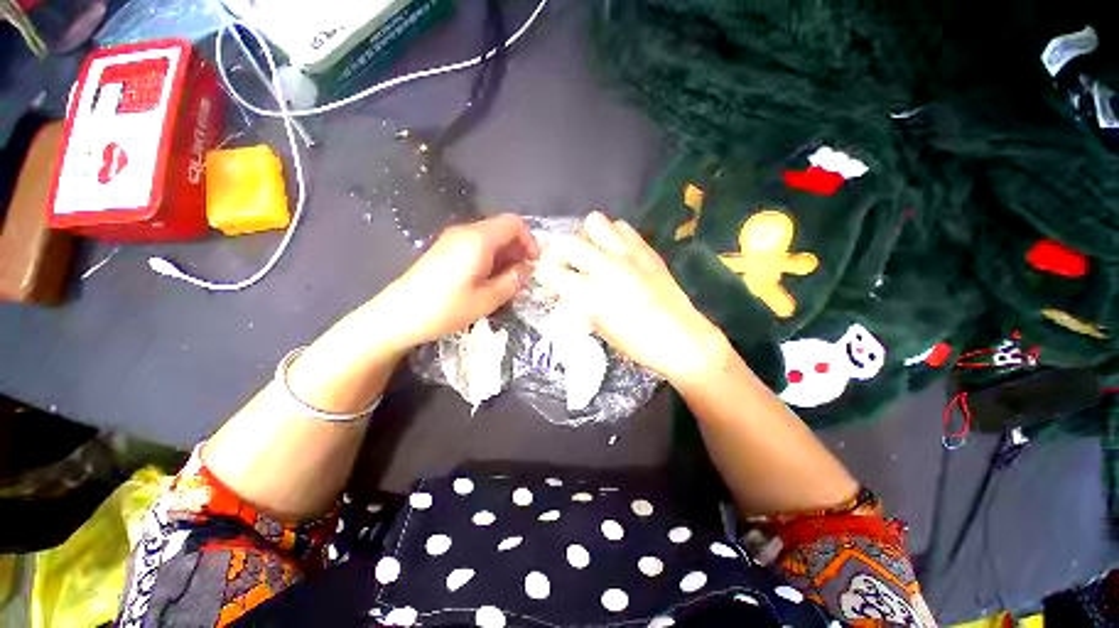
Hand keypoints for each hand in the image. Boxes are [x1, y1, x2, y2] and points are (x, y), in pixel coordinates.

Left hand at [377, 214, 539, 349]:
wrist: (398, 315)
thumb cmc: (446, 308)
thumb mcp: (488, 299)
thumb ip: (513, 280)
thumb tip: (527, 268)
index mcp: (479, 239)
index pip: (514, 223)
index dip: (530, 240)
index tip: (534, 263)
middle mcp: (466, 232)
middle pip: (502, 228)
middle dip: (518, 249)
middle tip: (523, 275)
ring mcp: (452, 239)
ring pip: (490, 237)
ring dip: (505, 255)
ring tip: (508, 281)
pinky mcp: (445, 249)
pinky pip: (476, 245)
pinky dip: (490, 257)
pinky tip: (488, 279)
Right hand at [537, 211, 727, 383]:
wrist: (681, 338)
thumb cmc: (636, 343)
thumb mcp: (599, 328)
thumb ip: (577, 306)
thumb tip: (564, 294)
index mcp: (591, 294)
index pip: (552, 271)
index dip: (546, 274)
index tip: (550, 280)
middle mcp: (605, 268)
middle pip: (567, 242)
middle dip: (559, 253)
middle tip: (567, 264)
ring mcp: (628, 254)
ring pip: (594, 222)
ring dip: (588, 237)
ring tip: (594, 253)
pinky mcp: (646, 249)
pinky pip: (621, 227)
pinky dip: (613, 235)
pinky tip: (617, 252)